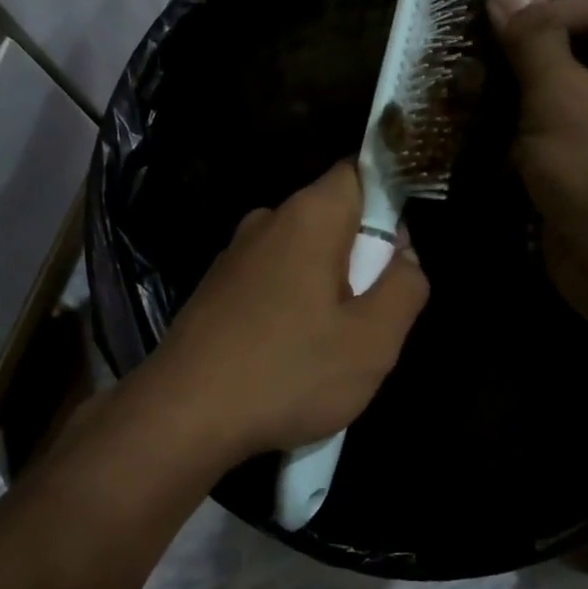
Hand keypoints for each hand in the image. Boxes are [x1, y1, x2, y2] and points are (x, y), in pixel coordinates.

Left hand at [134, 162, 429, 465]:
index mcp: (309, 216)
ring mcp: (234, 255)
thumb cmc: (288, 373)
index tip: (397, 254)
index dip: (389, 204)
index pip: (360, 172)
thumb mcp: (372, 341)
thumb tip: (405, 257)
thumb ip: (404, 288)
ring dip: (325, 290)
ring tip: (326, 347)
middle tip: (368, 317)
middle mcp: (266, 221)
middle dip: (360, 258)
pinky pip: (270, 282)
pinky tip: (285, 356)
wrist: (183, 416)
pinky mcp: (214, 289)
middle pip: (332, 219)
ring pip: (301, 256)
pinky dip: (289, 307)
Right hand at [486, 0, 587, 317]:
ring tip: (473, 110)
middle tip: (476, 76)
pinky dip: (526, 134)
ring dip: (516, 98)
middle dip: (524, 58)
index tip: (508, 48)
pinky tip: (494, 149)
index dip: (551, 10)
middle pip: (580, 39)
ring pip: (562, 87)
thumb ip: (529, 34)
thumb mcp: (560, 95)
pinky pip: (560, 127)